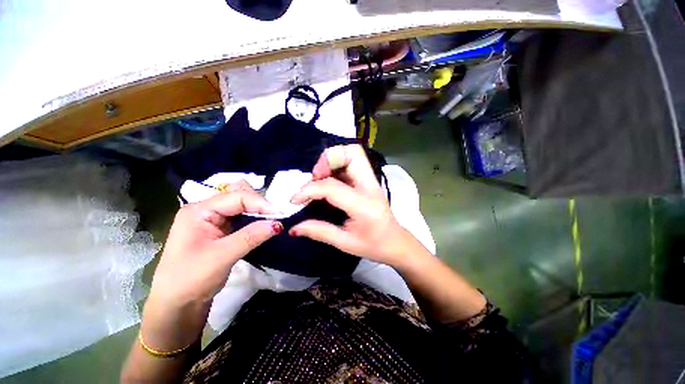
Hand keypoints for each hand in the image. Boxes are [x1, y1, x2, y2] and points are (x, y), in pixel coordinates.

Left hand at [142, 181, 282, 350]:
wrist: (177, 305)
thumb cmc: (190, 279)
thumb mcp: (221, 256)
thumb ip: (251, 236)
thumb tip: (278, 224)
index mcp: (199, 211)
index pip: (236, 197)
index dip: (260, 203)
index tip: (280, 214)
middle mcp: (206, 210)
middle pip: (238, 196)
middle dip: (259, 203)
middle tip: (276, 215)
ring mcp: (213, 220)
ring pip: (242, 206)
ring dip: (258, 210)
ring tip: (273, 219)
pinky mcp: (221, 230)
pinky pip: (242, 218)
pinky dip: (255, 219)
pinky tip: (263, 224)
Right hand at [290, 144, 427, 267]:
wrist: (396, 243)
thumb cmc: (373, 246)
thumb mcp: (345, 243)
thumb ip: (319, 232)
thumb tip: (294, 228)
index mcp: (363, 205)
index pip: (332, 187)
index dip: (309, 190)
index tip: (295, 200)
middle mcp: (370, 186)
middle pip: (352, 153)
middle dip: (328, 159)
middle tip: (315, 177)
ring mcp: (371, 181)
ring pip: (354, 153)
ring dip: (333, 160)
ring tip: (320, 178)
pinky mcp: (369, 181)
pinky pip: (352, 162)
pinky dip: (337, 166)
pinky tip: (329, 181)